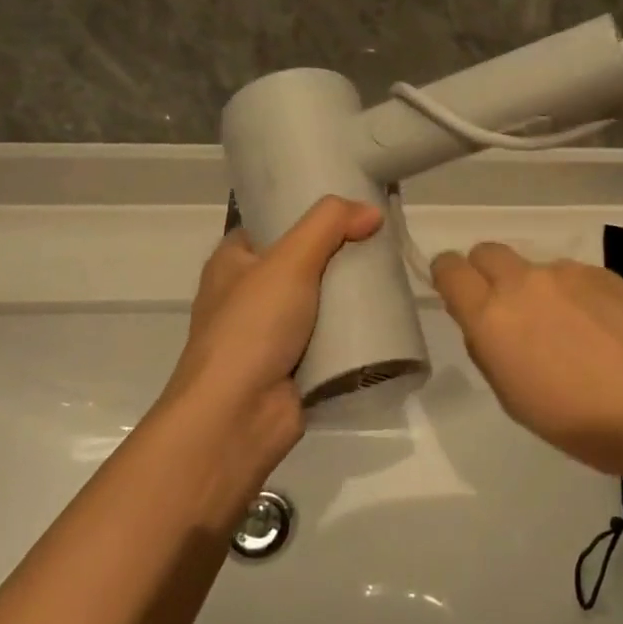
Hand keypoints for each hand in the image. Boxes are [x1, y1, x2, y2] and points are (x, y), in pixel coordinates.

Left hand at [164, 197, 382, 480]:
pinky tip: (384, 315)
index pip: (272, 223)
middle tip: (380, 237)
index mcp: (232, 262)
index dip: (306, 211)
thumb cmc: (252, 327)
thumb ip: (330, 224)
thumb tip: (372, 211)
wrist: (237, 418)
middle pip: (302, 260)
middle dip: (338, 252)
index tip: (350, 206)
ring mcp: (270, 333)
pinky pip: (329, 337)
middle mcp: (247, 294)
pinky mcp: (293, 366)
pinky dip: (352, 329)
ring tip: (390, 272)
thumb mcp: (289, 259)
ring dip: (349, 292)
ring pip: (319, 299)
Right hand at [430, 244, 622, 476]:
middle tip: (507, 312)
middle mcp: (524, 282)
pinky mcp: (603, 272)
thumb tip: (488, 325)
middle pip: (486, 252)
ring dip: (534, 289)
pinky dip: (573, 295)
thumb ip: (490, 350)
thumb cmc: (580, 423)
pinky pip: (571, 275)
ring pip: (533, 267)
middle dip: (485, 274)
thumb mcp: (514, 399)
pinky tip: (600, 331)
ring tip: (568, 333)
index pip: (449, 268)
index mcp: (492, 316)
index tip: (458, 296)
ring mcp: (567, 272)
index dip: (447, 277)